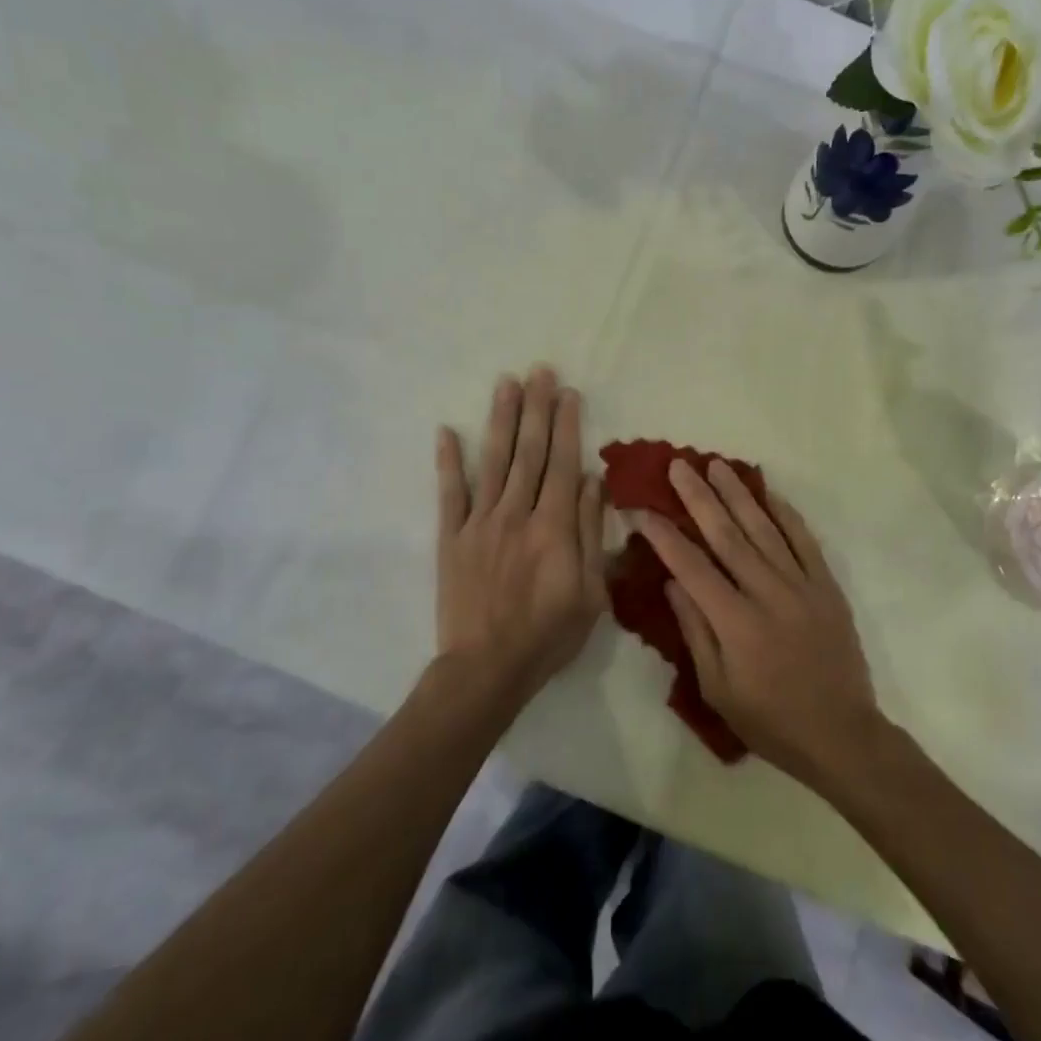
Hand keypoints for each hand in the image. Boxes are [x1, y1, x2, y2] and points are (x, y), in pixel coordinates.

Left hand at [435, 368, 606, 705]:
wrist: (487, 669)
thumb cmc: (549, 634)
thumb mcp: (591, 592)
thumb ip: (590, 533)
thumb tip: (593, 482)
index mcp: (554, 527)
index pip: (563, 464)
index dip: (567, 425)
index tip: (569, 393)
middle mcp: (516, 514)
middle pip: (529, 452)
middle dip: (537, 408)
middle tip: (540, 371)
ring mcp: (480, 523)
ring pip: (494, 462)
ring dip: (501, 420)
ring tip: (506, 383)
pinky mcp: (452, 538)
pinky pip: (450, 494)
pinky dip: (448, 462)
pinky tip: (447, 431)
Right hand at [638, 460, 883, 785]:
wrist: (841, 734)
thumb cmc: (770, 720)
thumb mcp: (718, 689)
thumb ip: (695, 632)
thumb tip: (673, 582)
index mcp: (736, 622)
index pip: (691, 566)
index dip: (664, 535)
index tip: (643, 509)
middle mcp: (768, 593)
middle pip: (727, 535)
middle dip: (699, 498)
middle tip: (680, 466)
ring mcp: (801, 585)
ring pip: (764, 529)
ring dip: (739, 494)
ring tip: (717, 465)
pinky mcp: (826, 586)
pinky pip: (804, 540)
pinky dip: (786, 514)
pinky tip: (769, 493)